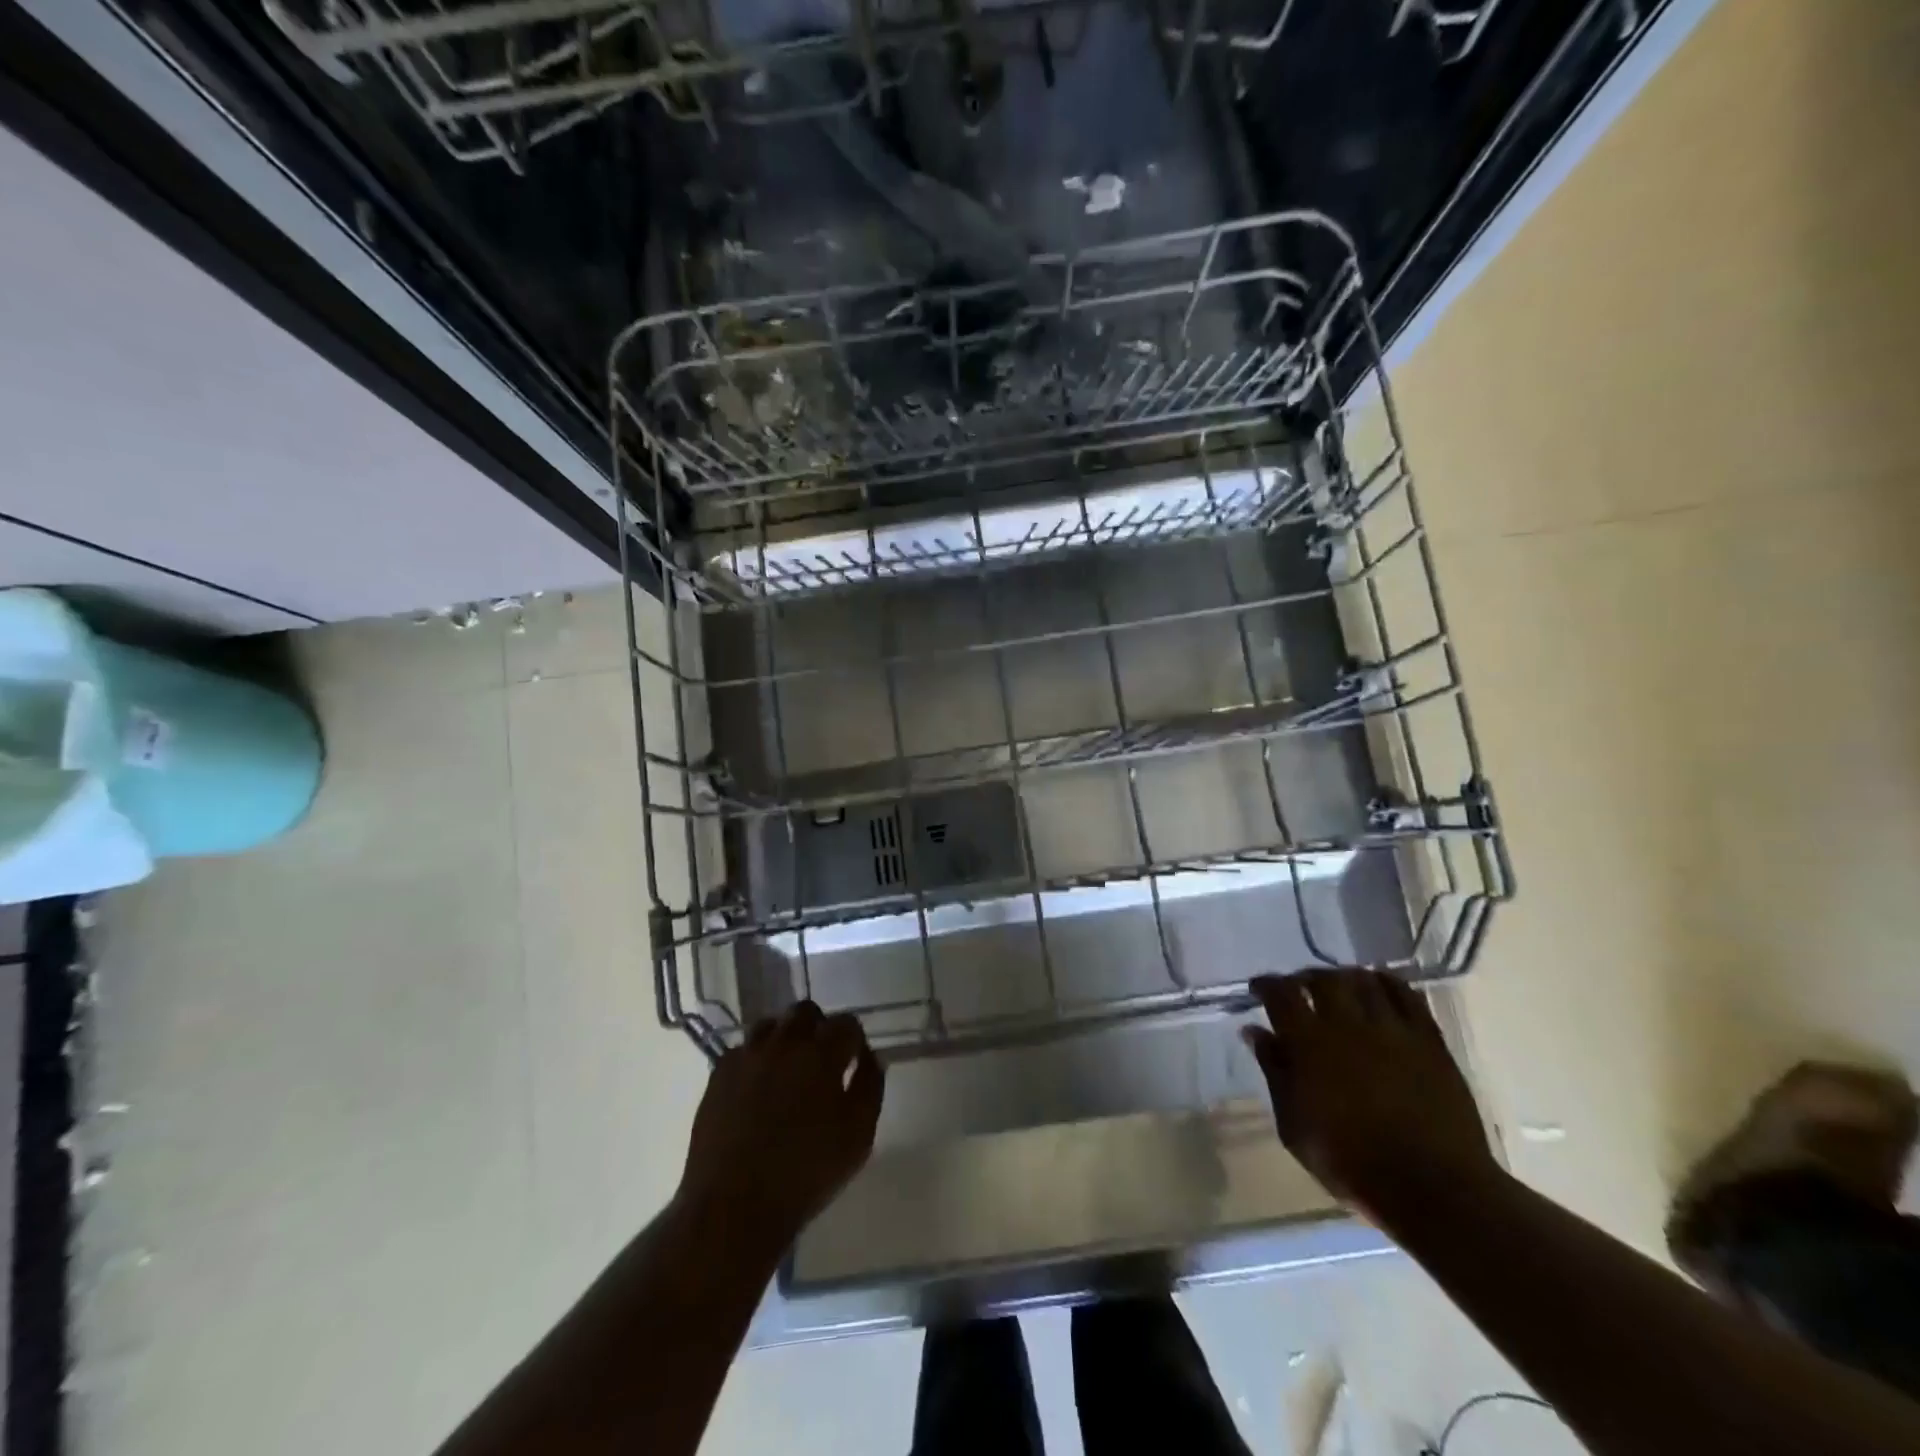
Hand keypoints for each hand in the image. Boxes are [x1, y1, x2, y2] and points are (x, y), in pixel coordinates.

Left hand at [675, 1002, 884, 1256]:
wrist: (733, 1206)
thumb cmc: (806, 1173)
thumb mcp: (858, 1136)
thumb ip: (870, 1087)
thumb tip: (870, 1057)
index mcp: (821, 1054)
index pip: (846, 1023)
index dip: (854, 1039)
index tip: (854, 1061)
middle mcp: (783, 1043)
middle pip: (805, 1011)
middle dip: (818, 1028)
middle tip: (821, 1061)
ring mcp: (747, 1056)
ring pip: (770, 1025)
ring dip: (784, 1038)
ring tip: (787, 1070)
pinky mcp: (718, 1075)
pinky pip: (742, 1050)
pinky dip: (755, 1060)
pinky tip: (757, 1088)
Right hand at [1242, 968, 1499, 1223]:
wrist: (1432, 1187)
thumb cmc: (1351, 1163)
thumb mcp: (1294, 1125)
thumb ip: (1274, 1072)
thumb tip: (1255, 1032)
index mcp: (1309, 1042)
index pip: (1280, 993)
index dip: (1266, 985)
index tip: (1259, 989)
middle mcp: (1347, 1023)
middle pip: (1323, 978)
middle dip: (1306, 978)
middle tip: (1300, 989)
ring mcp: (1392, 1029)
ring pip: (1364, 980)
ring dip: (1345, 978)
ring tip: (1339, 988)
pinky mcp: (1429, 1039)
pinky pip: (1407, 995)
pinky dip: (1388, 984)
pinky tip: (1380, 989)